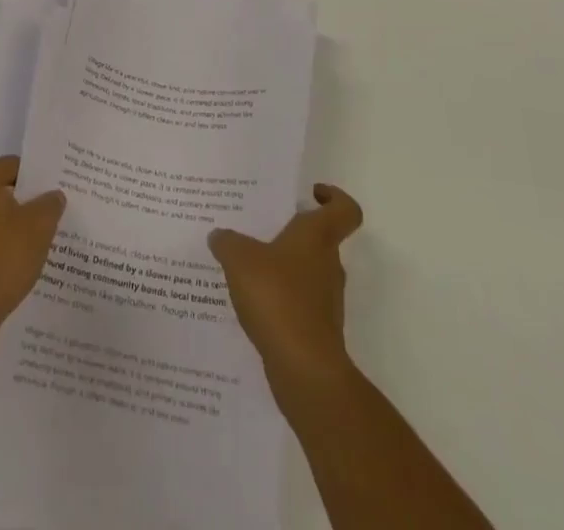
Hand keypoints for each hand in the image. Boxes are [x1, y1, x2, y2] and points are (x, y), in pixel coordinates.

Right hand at [209, 183, 363, 391]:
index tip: (311, 193)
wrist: (304, 369)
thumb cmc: (278, 298)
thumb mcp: (240, 259)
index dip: (334, 197)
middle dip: (292, 233)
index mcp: (317, 237)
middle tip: (259, 228)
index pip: (344, 209)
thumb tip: (219, 235)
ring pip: (306, 272)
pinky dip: (279, 300)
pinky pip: (297, 303)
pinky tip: (250, 303)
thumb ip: (228, 242)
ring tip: (246, 266)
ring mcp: (326, 300)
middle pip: (319, 239)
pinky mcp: (316, 330)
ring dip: (283, 268)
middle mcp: (328, 264)